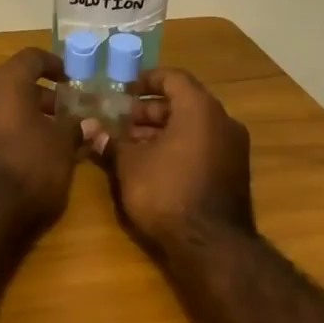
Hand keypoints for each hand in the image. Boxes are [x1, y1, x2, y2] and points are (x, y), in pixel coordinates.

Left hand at [0, 47, 82, 231]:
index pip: (31, 58)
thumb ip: (74, 128)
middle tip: (68, 113)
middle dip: (43, 97)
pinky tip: (33, 153)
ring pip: (2, 107)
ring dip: (28, 116)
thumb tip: (87, 123)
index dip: (55, 65)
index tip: (72, 80)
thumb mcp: (62, 145)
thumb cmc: (28, 166)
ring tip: (55, 137)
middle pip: (15, 83)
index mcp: (4, 82)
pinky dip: (11, 131)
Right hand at [92, 67, 254, 252]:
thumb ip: (110, 142)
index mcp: (200, 108)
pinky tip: (152, 164)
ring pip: (192, 127)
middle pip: (183, 103)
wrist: (210, 245)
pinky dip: (178, 147)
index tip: (123, 91)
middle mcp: (222, 121)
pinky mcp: (233, 172)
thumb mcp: (129, 164)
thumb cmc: (166, 192)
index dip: (146, 81)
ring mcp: (232, 148)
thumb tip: (90, 128)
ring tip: (130, 145)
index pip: (173, 78)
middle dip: (149, 111)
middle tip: (120, 121)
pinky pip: (202, 146)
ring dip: (161, 131)